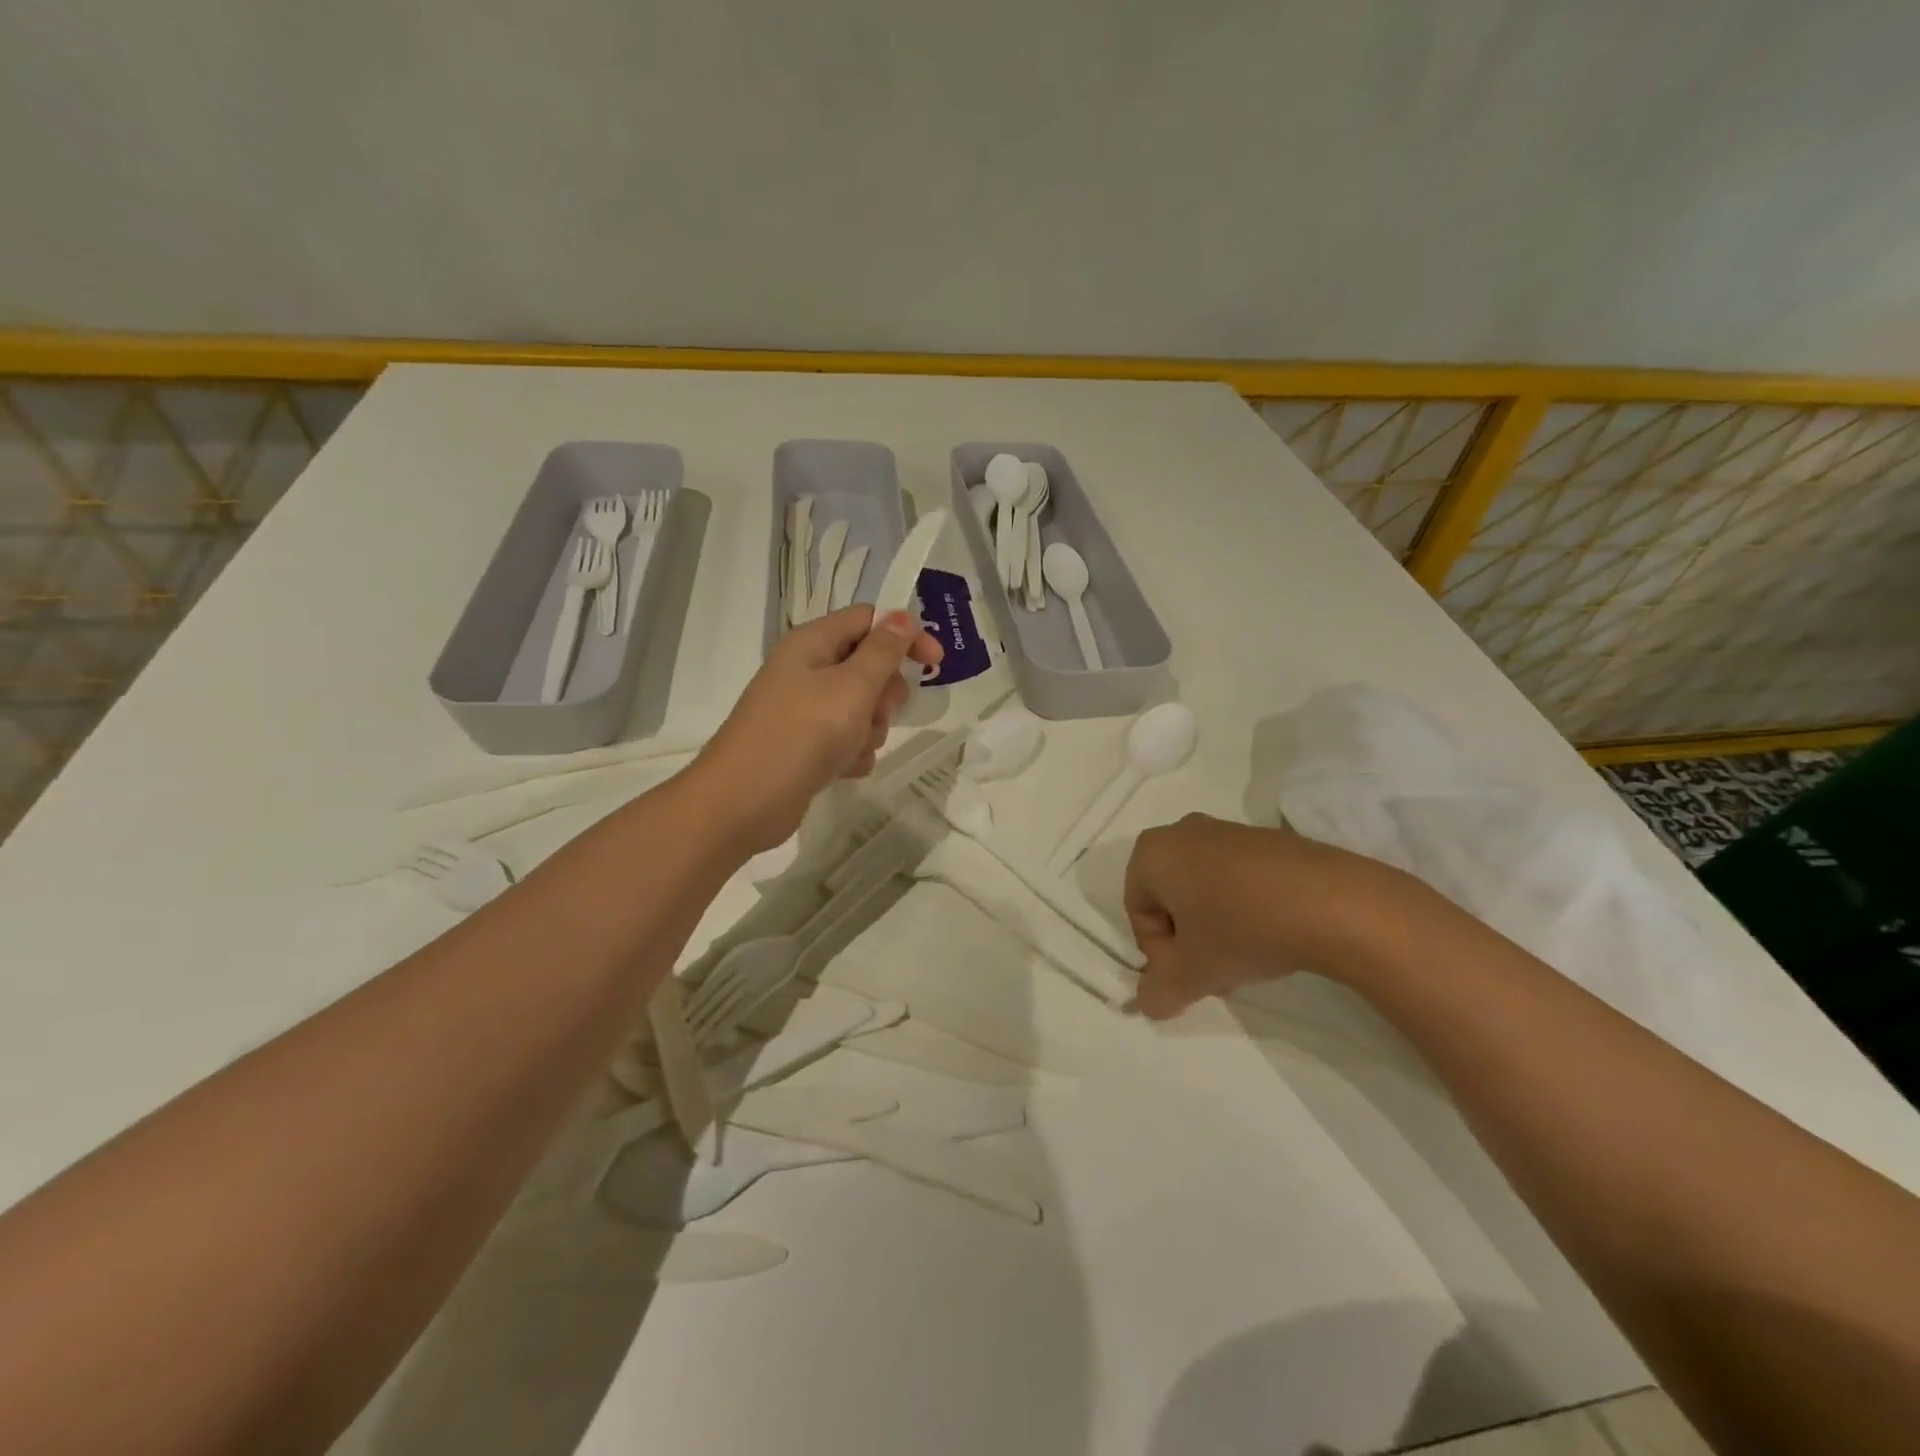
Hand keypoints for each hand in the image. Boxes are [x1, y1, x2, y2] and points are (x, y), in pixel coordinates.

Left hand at [691, 606, 942, 852]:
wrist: (744, 802)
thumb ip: (883, 651)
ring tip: (854, 746)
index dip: (904, 635)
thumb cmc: (802, 733)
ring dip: (871, 728)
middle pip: (868, 666)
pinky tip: (844, 769)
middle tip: (880, 711)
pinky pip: (847, 739)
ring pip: (862, 708)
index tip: (935, 662)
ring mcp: (805, 710)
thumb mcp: (852, 687)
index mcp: (812, 643)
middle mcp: (807, 670)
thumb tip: (902, 616)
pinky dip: (853, 753)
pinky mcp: (807, 746)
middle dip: (885, 693)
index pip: (868, 620)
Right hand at [1124, 814, 1402, 1018]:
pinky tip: (1274, 935)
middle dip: (1188, 940)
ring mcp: (1229, 829)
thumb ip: (1159, 992)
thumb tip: (1149, 1002)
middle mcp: (1183, 831)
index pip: (1138, 912)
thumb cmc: (1243, 930)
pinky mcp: (1269, 838)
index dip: (1159, 952)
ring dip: (1216, 927)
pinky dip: (1245, 907)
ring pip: (1205, 888)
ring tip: (1248, 959)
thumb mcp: (1192, 974)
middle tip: (1216, 971)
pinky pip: (1240, 877)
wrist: (1334, 902)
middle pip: (1171, 898)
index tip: (1191, 974)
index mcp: (1153, 853)